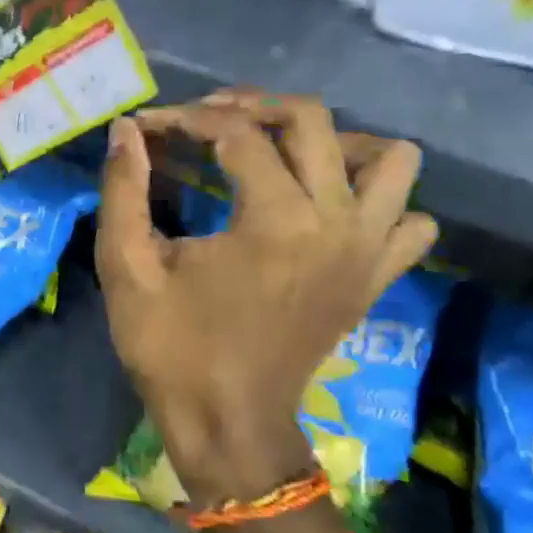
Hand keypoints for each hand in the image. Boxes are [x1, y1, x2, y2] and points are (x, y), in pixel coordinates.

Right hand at [97, 90, 436, 503]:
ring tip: (281, 153)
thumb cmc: (171, 348)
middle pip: (312, 121)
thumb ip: (123, 189)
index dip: (183, 118)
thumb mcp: (127, 267)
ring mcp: (368, 251)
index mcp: (274, 220)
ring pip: (389, 159)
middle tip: (205, 120)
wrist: (228, 425)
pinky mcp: (376, 278)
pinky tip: (329, 206)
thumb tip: (126, 129)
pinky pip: (409, 218)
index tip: (146, 127)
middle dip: (251, 106)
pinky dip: (379, 199)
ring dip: (333, 141)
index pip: (235, 133)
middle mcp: (336, 223)